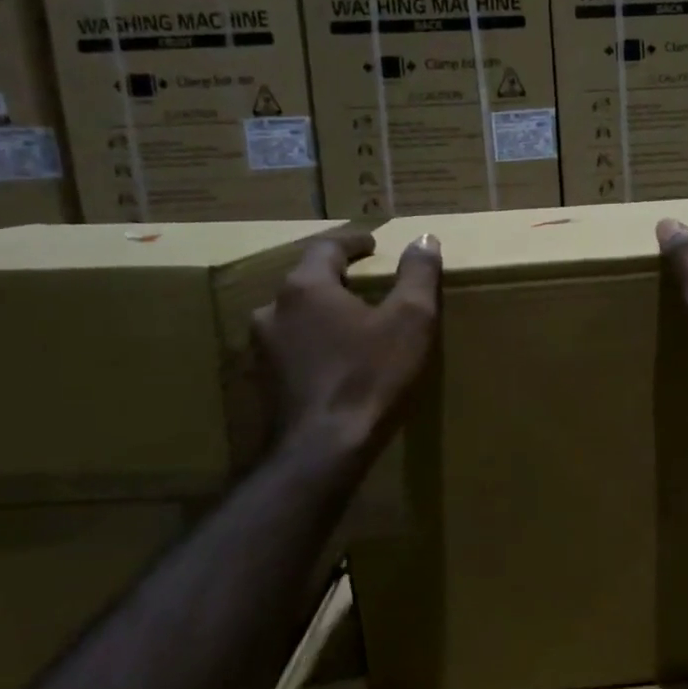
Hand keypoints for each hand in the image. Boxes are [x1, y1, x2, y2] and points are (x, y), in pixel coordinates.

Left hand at [254, 225, 440, 456]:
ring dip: (321, 313)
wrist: (323, 449)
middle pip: (307, 280)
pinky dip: (313, 344)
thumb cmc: (370, 376)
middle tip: (365, 283)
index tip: (372, 244)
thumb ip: (418, 274)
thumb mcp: (410, 321)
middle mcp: (273, 309)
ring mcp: (262, 348)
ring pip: (295, 316)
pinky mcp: (263, 381)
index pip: (327, 247)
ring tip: (351, 323)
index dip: (353, 242)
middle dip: (336, 278)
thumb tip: (425, 239)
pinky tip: (333, 360)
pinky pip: (291, 347)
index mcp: (306, 287)